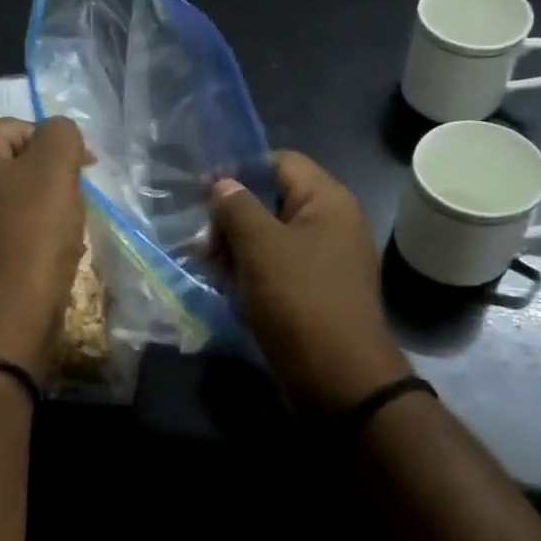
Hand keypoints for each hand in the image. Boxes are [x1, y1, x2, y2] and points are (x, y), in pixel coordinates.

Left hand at [0, 117, 87, 383]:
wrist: (4, 322)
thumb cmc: (30, 236)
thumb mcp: (54, 170)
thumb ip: (61, 135)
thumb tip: (59, 133)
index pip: (15, 128)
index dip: (54, 142)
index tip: (86, 169)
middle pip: (12, 166)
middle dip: (50, 180)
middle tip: (75, 202)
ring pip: (12, 203)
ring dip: (44, 211)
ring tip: (66, 234)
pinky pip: (5, 235)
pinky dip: (30, 239)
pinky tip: (49, 258)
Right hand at [210, 152, 411, 412]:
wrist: (337, 378)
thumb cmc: (299, 300)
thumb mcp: (260, 246)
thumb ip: (236, 207)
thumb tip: (222, 184)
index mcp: (327, 201)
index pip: (280, 162)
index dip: (240, 171)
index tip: (203, 193)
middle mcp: (330, 224)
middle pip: (271, 201)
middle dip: (233, 218)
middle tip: (205, 244)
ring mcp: (323, 260)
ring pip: (269, 238)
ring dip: (236, 249)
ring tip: (210, 269)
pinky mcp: (313, 291)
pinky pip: (276, 269)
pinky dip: (250, 274)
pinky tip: (227, 290)